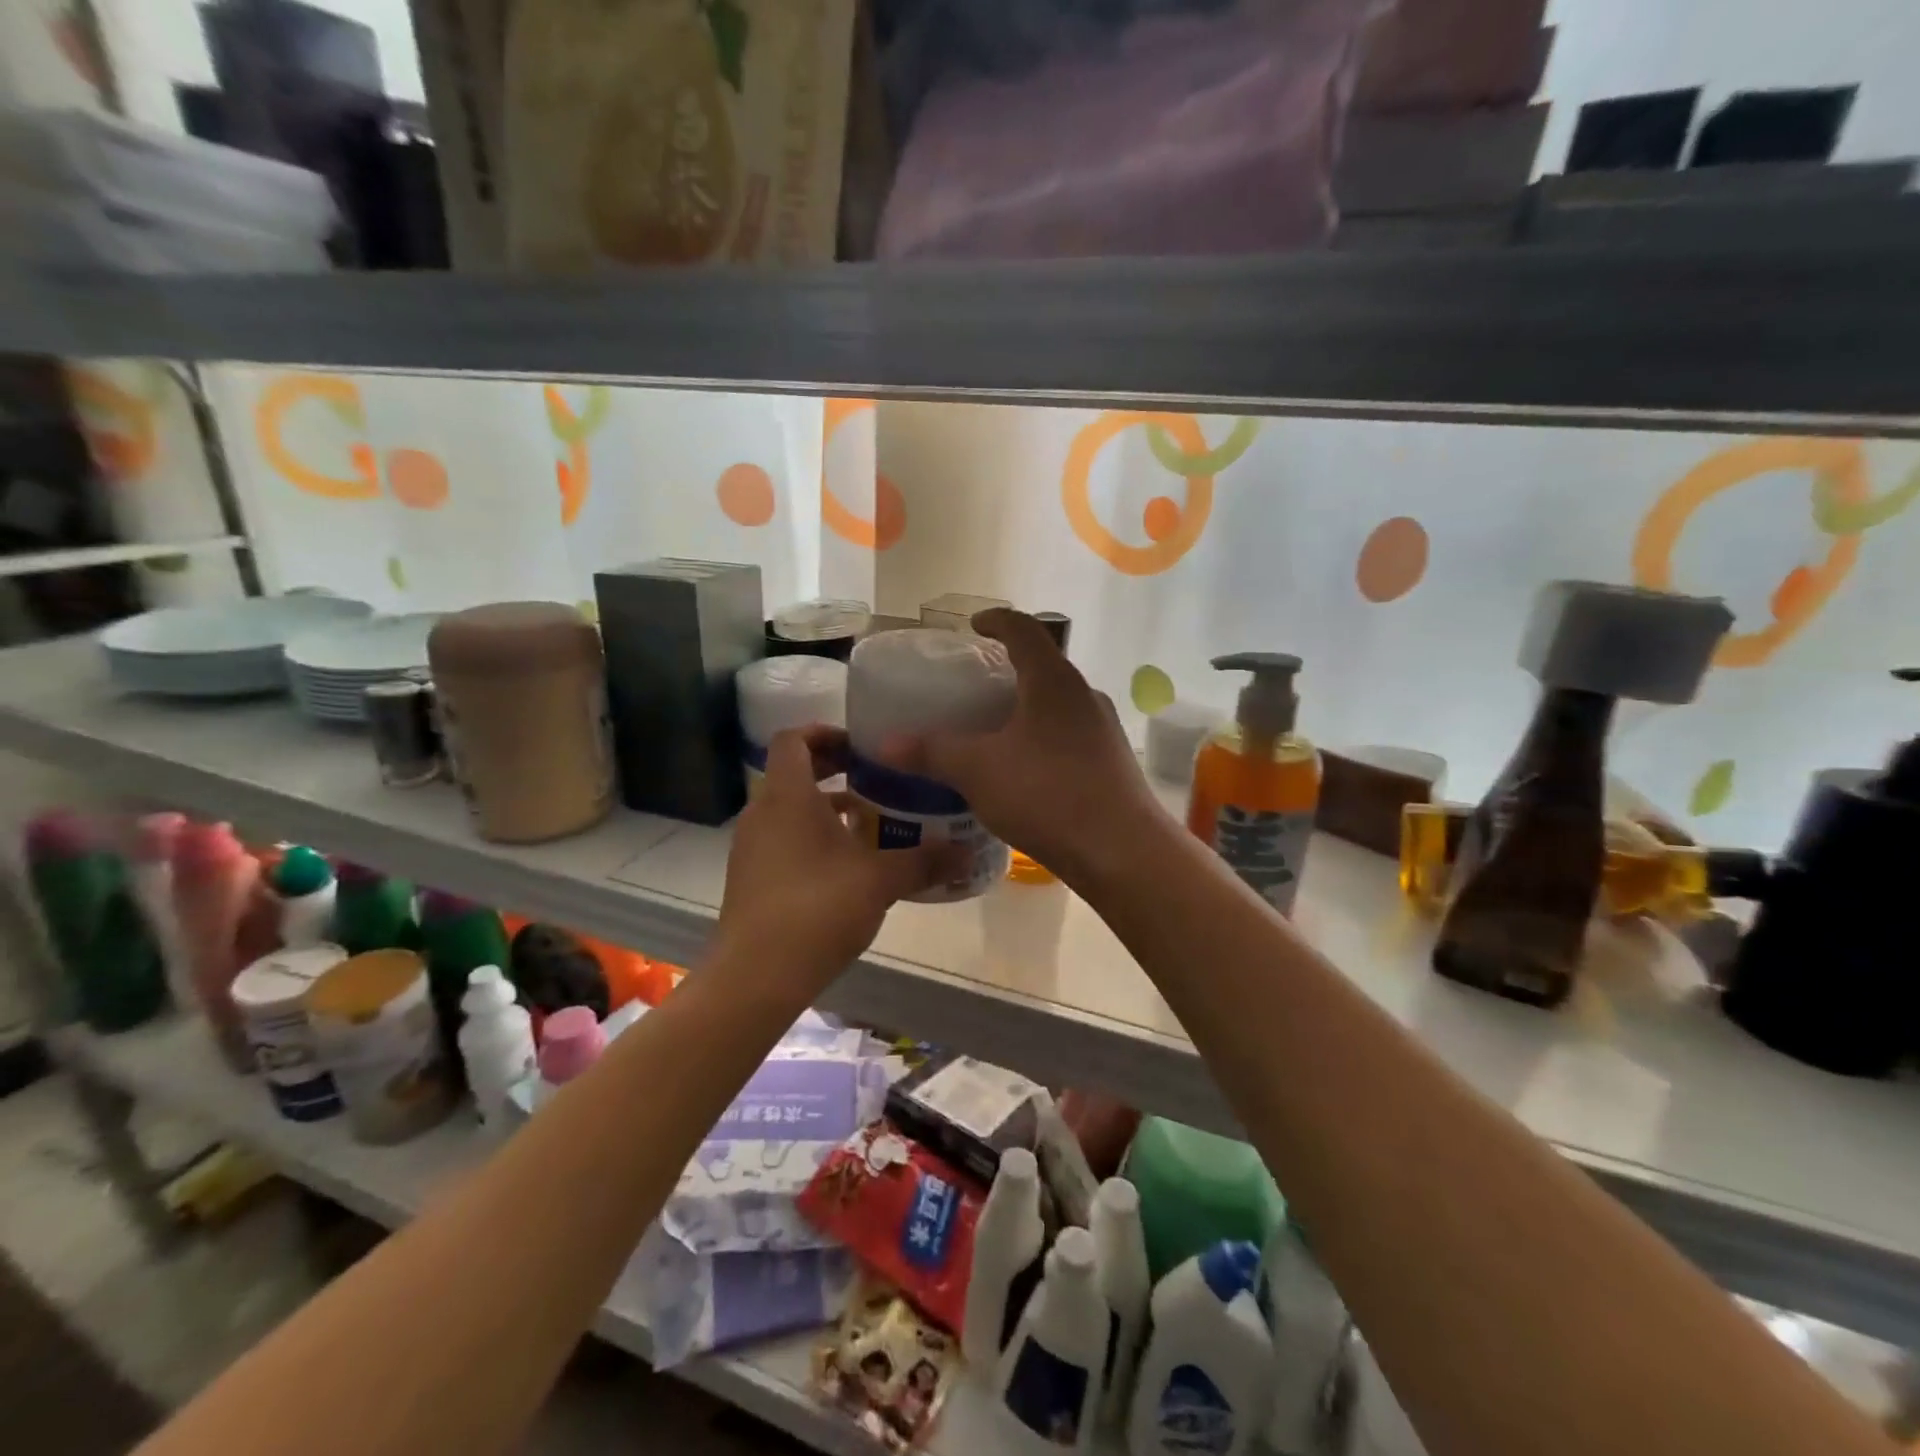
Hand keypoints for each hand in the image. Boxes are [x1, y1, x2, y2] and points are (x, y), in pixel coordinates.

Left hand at [716, 725, 945, 988]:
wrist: (756, 976)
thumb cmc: (817, 908)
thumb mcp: (880, 881)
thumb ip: (924, 861)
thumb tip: (967, 852)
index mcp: (787, 796)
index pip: (792, 739)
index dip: (824, 732)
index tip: (860, 746)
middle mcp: (762, 813)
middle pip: (791, 772)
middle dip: (831, 769)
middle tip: (873, 778)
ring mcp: (751, 847)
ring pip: (788, 809)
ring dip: (824, 807)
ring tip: (868, 821)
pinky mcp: (750, 878)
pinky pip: (782, 839)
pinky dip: (811, 838)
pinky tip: (846, 866)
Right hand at [883, 609, 1163, 886]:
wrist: (1121, 850)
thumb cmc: (1046, 794)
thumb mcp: (977, 771)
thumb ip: (931, 752)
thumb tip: (885, 744)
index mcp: (1052, 681)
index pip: (1024, 630)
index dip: (996, 620)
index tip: (974, 626)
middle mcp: (1084, 695)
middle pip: (1044, 666)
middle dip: (1010, 669)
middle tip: (976, 684)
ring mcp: (1103, 729)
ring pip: (1058, 703)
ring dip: (1028, 706)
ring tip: (995, 727)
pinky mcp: (1111, 761)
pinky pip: (1070, 734)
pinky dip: (1043, 737)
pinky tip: (1024, 768)